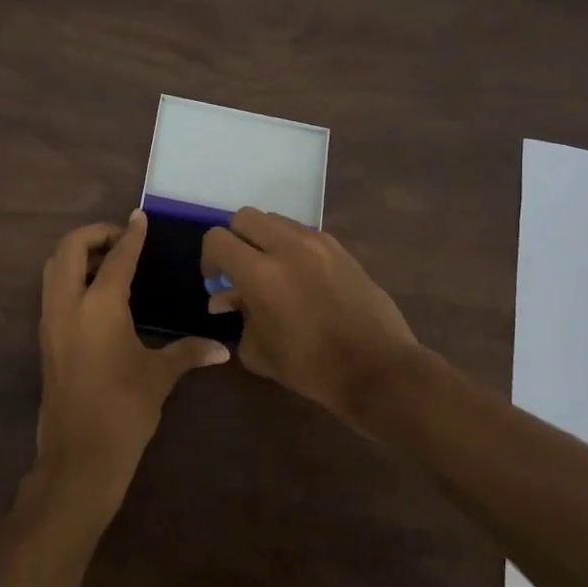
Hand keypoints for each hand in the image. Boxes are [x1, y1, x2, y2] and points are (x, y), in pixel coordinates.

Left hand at [32, 212, 228, 514]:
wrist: (79, 456)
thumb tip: (223, 348)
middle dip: (94, 234)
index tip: (140, 218)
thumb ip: (189, 352)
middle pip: (69, 248)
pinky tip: (97, 293)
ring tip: (109, 261)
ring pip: (54, 267)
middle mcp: (68, 304)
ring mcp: (51, 321)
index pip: (117, 257)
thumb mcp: (159, 376)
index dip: (131, 235)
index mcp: (99, 306)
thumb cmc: (124, 410)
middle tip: (121, 239)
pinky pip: (52, 290)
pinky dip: (70, 276)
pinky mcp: (46, 338)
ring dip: (77, 254)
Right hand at [201, 208, 419, 421]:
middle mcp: (288, 247)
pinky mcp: (340, 249)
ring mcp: (318, 243)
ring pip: (276, 220)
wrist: (377, 369)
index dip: (209, 259)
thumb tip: (227, 299)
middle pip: (245, 217)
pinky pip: (303, 233)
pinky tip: (300, 278)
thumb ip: (238, 315)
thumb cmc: (312, 367)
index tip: (218, 283)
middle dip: (235, 241)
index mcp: (261, 273)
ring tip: (272, 272)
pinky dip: (291, 246)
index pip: (217, 239)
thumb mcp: (259, 350)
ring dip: (264, 240)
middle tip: (241, 271)